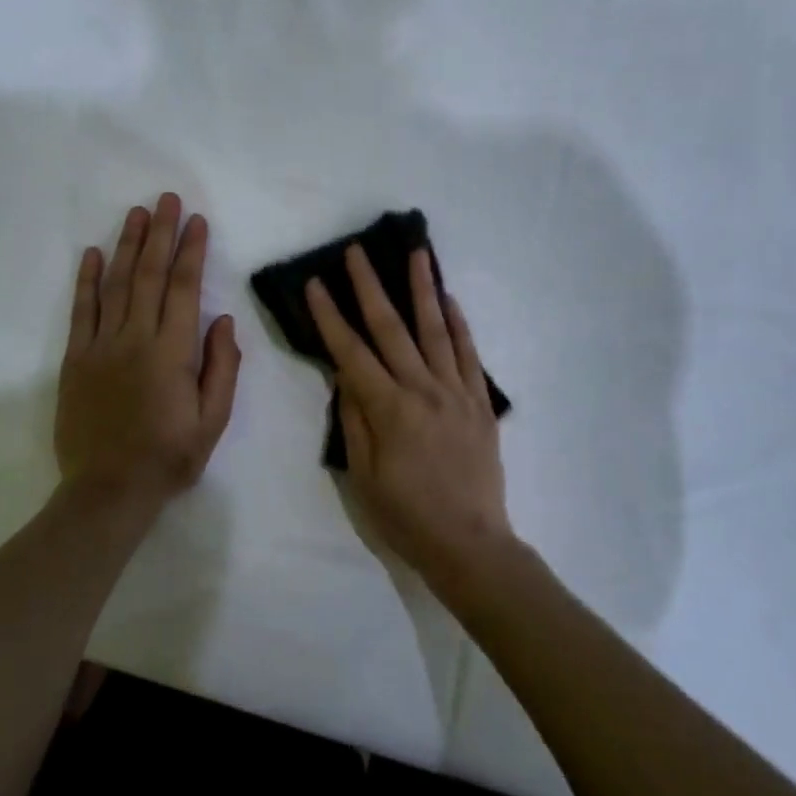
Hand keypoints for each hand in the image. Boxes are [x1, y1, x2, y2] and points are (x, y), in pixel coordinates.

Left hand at [54, 194, 241, 510]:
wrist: (107, 492)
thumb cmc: (169, 457)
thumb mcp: (213, 421)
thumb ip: (222, 367)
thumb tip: (223, 320)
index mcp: (172, 353)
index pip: (184, 289)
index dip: (191, 251)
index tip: (198, 221)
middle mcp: (135, 339)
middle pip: (148, 275)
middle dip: (160, 233)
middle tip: (166, 199)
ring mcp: (100, 347)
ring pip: (114, 284)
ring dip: (126, 245)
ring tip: (135, 213)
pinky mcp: (75, 359)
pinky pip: (80, 311)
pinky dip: (85, 280)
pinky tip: (90, 253)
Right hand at [305, 246, 515, 594]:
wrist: (470, 544)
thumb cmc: (406, 516)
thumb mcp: (364, 475)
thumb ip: (354, 419)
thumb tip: (346, 374)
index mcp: (388, 409)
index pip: (351, 352)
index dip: (330, 316)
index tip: (315, 284)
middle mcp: (422, 390)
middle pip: (391, 328)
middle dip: (370, 286)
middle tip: (357, 252)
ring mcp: (456, 392)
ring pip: (435, 329)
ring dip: (423, 288)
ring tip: (417, 253)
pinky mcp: (480, 401)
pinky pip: (469, 354)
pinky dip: (459, 323)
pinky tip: (450, 299)